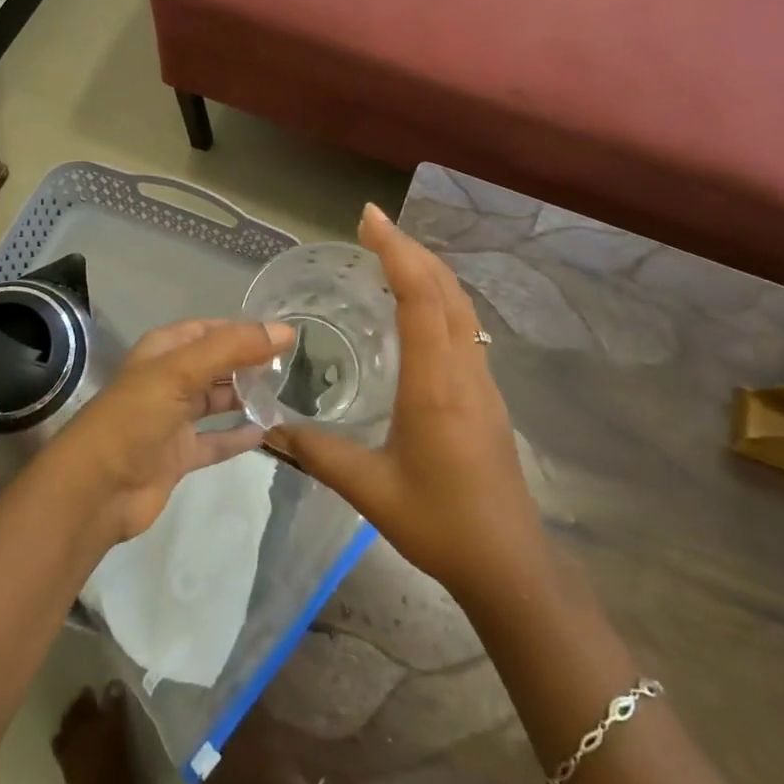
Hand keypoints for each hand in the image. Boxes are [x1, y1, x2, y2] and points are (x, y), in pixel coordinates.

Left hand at [51, 318, 294, 545]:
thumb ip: (232, 349)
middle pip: (215, 364)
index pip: (208, 330)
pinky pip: (216, 441)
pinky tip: (267, 433)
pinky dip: (238, 437)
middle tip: (291, 366)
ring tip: (285, 394)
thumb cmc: (134, 418)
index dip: (241, 329)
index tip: (282, 334)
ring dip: (245, 397)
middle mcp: (168, 380)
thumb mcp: (181, 372)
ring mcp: (173, 420)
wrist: (96, 490)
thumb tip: (285, 331)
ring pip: (217, 401)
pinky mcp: (179, 455)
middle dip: (248, 363)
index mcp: (162, 352)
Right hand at [265, 204, 544, 603]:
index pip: (420, 298)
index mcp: (436, 384)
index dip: (396, 252)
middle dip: (410, 249)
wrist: (510, 564)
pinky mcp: (486, 394)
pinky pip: (464, 326)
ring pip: (460, 305)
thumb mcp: (370, 490)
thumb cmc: (441, 524)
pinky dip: (439, 298)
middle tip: (372, 226)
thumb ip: (319, 453)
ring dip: (428, 270)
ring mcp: (482, 379)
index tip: (369, 219)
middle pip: (445, 289)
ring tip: (391, 254)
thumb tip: (273, 428)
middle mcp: (463, 369)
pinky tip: (417, 308)